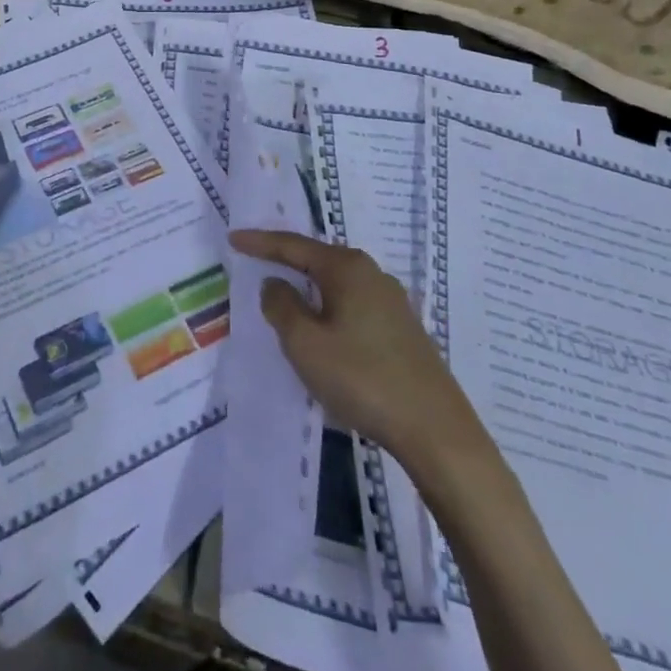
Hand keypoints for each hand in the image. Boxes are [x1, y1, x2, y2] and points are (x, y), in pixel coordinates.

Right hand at [229, 229, 490, 482]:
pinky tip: (322, 330)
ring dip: (308, 290)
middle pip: (317, 260)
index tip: (233, 238)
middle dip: (286, 262)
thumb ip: (281, 306)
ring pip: (336, 286)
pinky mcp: (403, 331)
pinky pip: (352, 307)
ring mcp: (392, 303)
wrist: (437, 432)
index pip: (293, 245)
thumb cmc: (362, 378)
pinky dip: (328, 310)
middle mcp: (371, 274)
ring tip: (284, 297)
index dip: (260, 242)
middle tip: (256, 261)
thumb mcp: (305, 343)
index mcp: (346, 268)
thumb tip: (275, 283)